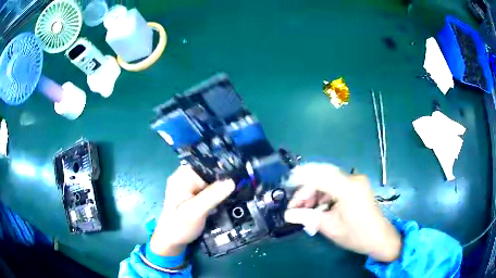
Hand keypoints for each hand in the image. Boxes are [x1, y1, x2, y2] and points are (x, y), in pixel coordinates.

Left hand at [150, 165, 234, 255]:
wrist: (171, 242)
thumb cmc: (179, 226)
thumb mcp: (195, 211)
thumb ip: (212, 196)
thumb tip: (232, 181)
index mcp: (182, 177)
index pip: (204, 164)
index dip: (221, 167)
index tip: (239, 173)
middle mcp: (185, 179)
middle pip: (209, 173)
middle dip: (224, 178)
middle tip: (243, 184)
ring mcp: (190, 189)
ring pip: (211, 182)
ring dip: (223, 187)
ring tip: (241, 191)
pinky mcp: (194, 198)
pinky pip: (210, 191)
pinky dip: (219, 195)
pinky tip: (230, 199)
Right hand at [284, 163, 401, 261]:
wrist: (380, 238)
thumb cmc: (356, 235)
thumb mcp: (329, 227)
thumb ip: (307, 217)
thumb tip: (287, 214)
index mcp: (347, 187)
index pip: (317, 177)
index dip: (299, 185)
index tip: (288, 198)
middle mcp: (352, 178)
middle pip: (322, 177)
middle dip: (306, 192)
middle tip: (296, 208)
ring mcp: (356, 181)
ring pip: (328, 181)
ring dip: (315, 194)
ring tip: (306, 210)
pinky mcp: (357, 187)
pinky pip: (336, 186)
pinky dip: (325, 195)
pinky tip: (320, 208)